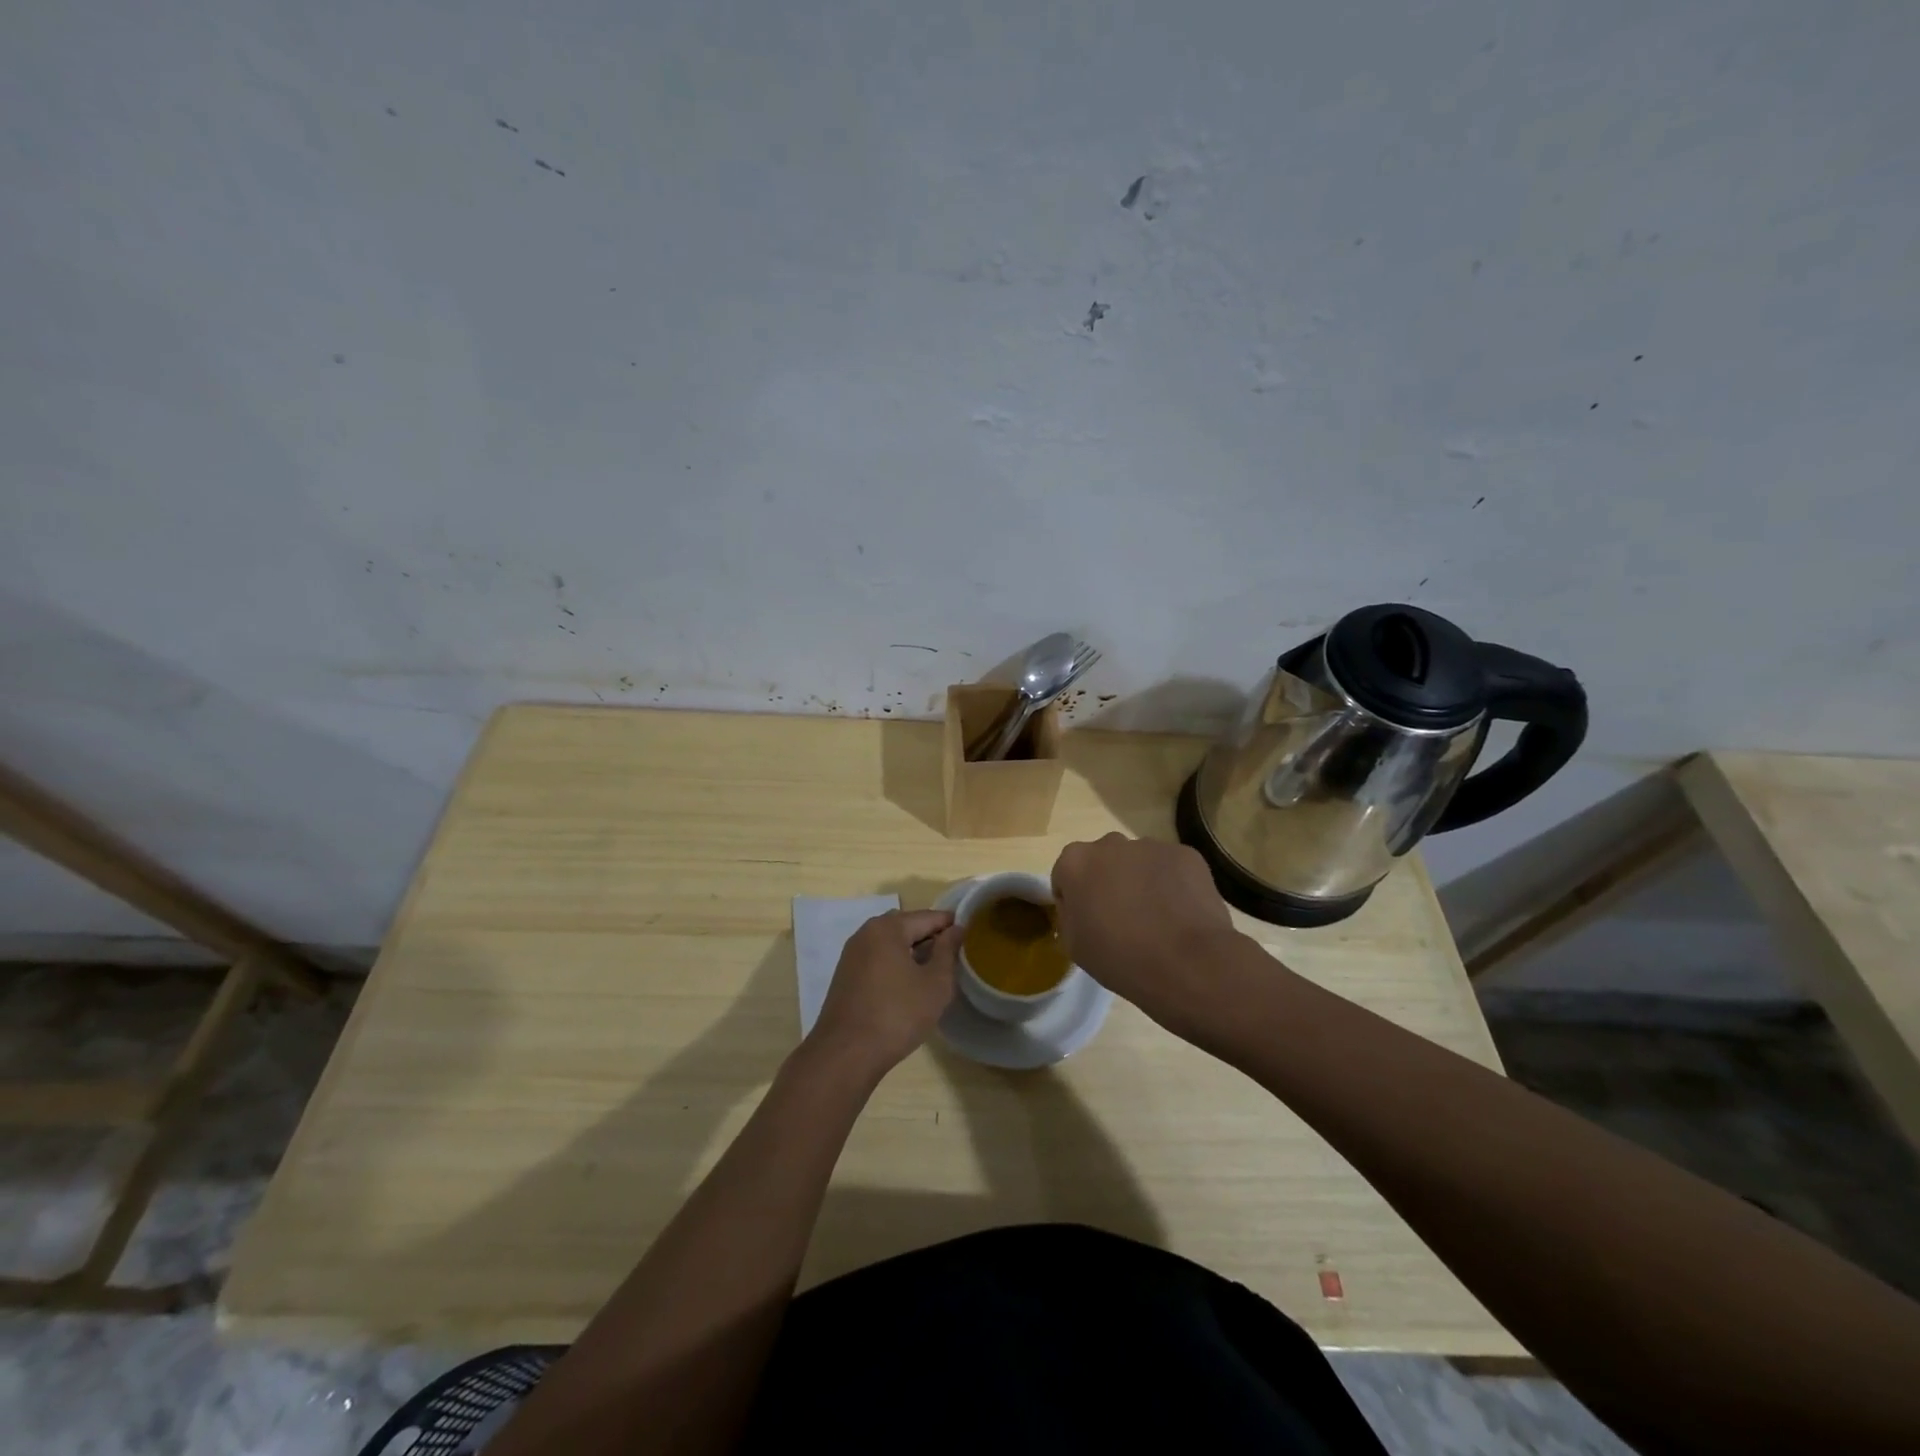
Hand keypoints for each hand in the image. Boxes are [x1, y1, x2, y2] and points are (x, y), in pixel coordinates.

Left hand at [806, 909, 960, 1079]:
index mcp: (888, 928)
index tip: (971, 935)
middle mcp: (865, 933)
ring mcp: (852, 954)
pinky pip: (877, 958)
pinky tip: (908, 985)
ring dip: (912, 951)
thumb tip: (955, 929)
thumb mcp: (935, 984)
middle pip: (906, 926)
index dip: (951, 924)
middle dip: (930, 937)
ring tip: (934, 971)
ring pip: (890, 943)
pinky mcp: (845, 975)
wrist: (845, 1054)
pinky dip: (895, 964)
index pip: (927, 916)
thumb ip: (947, 951)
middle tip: (953, 956)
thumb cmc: (897, 1015)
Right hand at [1051, 833, 1241, 1030]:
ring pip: (1138, 862)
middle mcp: (1110, 843)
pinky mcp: (1185, 854)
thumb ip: (1070, 914)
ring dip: (1140, 881)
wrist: (1188, 963)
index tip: (1088, 922)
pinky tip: (1180, 914)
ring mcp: (1150, 846)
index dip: (1075, 900)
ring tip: (1157, 919)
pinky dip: (1172, 884)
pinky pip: (1170, 867)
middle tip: (1122, 919)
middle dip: (1108, 882)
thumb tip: (1081, 906)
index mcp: (1075, 862)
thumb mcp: (1074, 945)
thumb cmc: (1120, 957)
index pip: (1066, 875)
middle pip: (1103, 861)